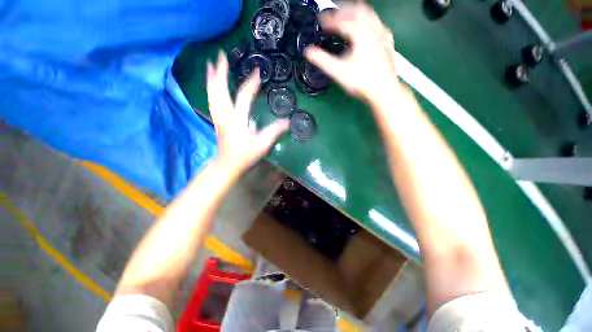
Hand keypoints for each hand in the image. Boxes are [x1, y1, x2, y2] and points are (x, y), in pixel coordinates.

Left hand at [207, 51, 289, 173]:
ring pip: (212, 94)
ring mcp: (218, 117)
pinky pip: (211, 100)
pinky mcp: (217, 120)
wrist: (229, 164)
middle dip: (221, 72)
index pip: (244, 97)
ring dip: (212, 78)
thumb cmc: (246, 155)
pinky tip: (211, 84)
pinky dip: (210, 89)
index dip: (251, 84)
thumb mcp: (263, 144)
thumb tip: (287, 121)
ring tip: (211, 64)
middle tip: (221, 55)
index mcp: (238, 120)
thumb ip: (274, 131)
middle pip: (220, 90)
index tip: (258, 72)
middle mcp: (225, 115)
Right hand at [305, 4, 400, 103]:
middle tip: (333, 15)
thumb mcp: (338, 72)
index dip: (329, 20)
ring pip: (369, 14)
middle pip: (357, 10)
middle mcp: (373, 29)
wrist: (383, 91)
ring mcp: (383, 35)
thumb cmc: (361, 82)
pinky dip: (368, 22)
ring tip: (347, 17)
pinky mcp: (388, 43)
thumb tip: (308, 52)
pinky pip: (378, 24)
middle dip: (343, 10)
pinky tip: (366, 28)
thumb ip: (322, 60)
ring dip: (356, 13)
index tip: (321, 21)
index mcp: (361, 34)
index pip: (341, 21)